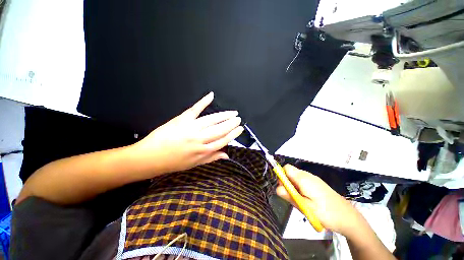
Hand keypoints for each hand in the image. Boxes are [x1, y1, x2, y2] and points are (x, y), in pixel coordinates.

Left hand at [128, 92, 243, 174]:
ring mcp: (191, 128)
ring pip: (212, 120)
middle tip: (238, 118)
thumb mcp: (194, 164)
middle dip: (231, 123)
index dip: (233, 134)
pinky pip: (195, 109)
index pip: (223, 140)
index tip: (240, 129)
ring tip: (232, 112)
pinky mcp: (182, 119)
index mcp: (203, 151)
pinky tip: (211, 96)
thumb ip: (211, 158)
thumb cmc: (173, 162)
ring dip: (224, 115)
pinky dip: (203, 101)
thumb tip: (226, 155)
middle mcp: (200, 139)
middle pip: (220, 129)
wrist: (150, 157)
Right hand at [276, 165, 361, 234]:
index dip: (281, 175)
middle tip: (292, 197)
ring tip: (300, 201)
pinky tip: (307, 200)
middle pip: (290, 172)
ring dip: (294, 186)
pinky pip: (303, 181)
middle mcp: (308, 175)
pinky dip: (300, 188)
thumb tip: (277, 188)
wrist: (349, 218)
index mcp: (303, 178)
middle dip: (287, 183)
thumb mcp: (305, 207)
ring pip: (296, 177)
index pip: (286, 168)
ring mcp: (314, 179)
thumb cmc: (326, 213)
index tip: (283, 188)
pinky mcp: (318, 184)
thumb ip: (290, 196)